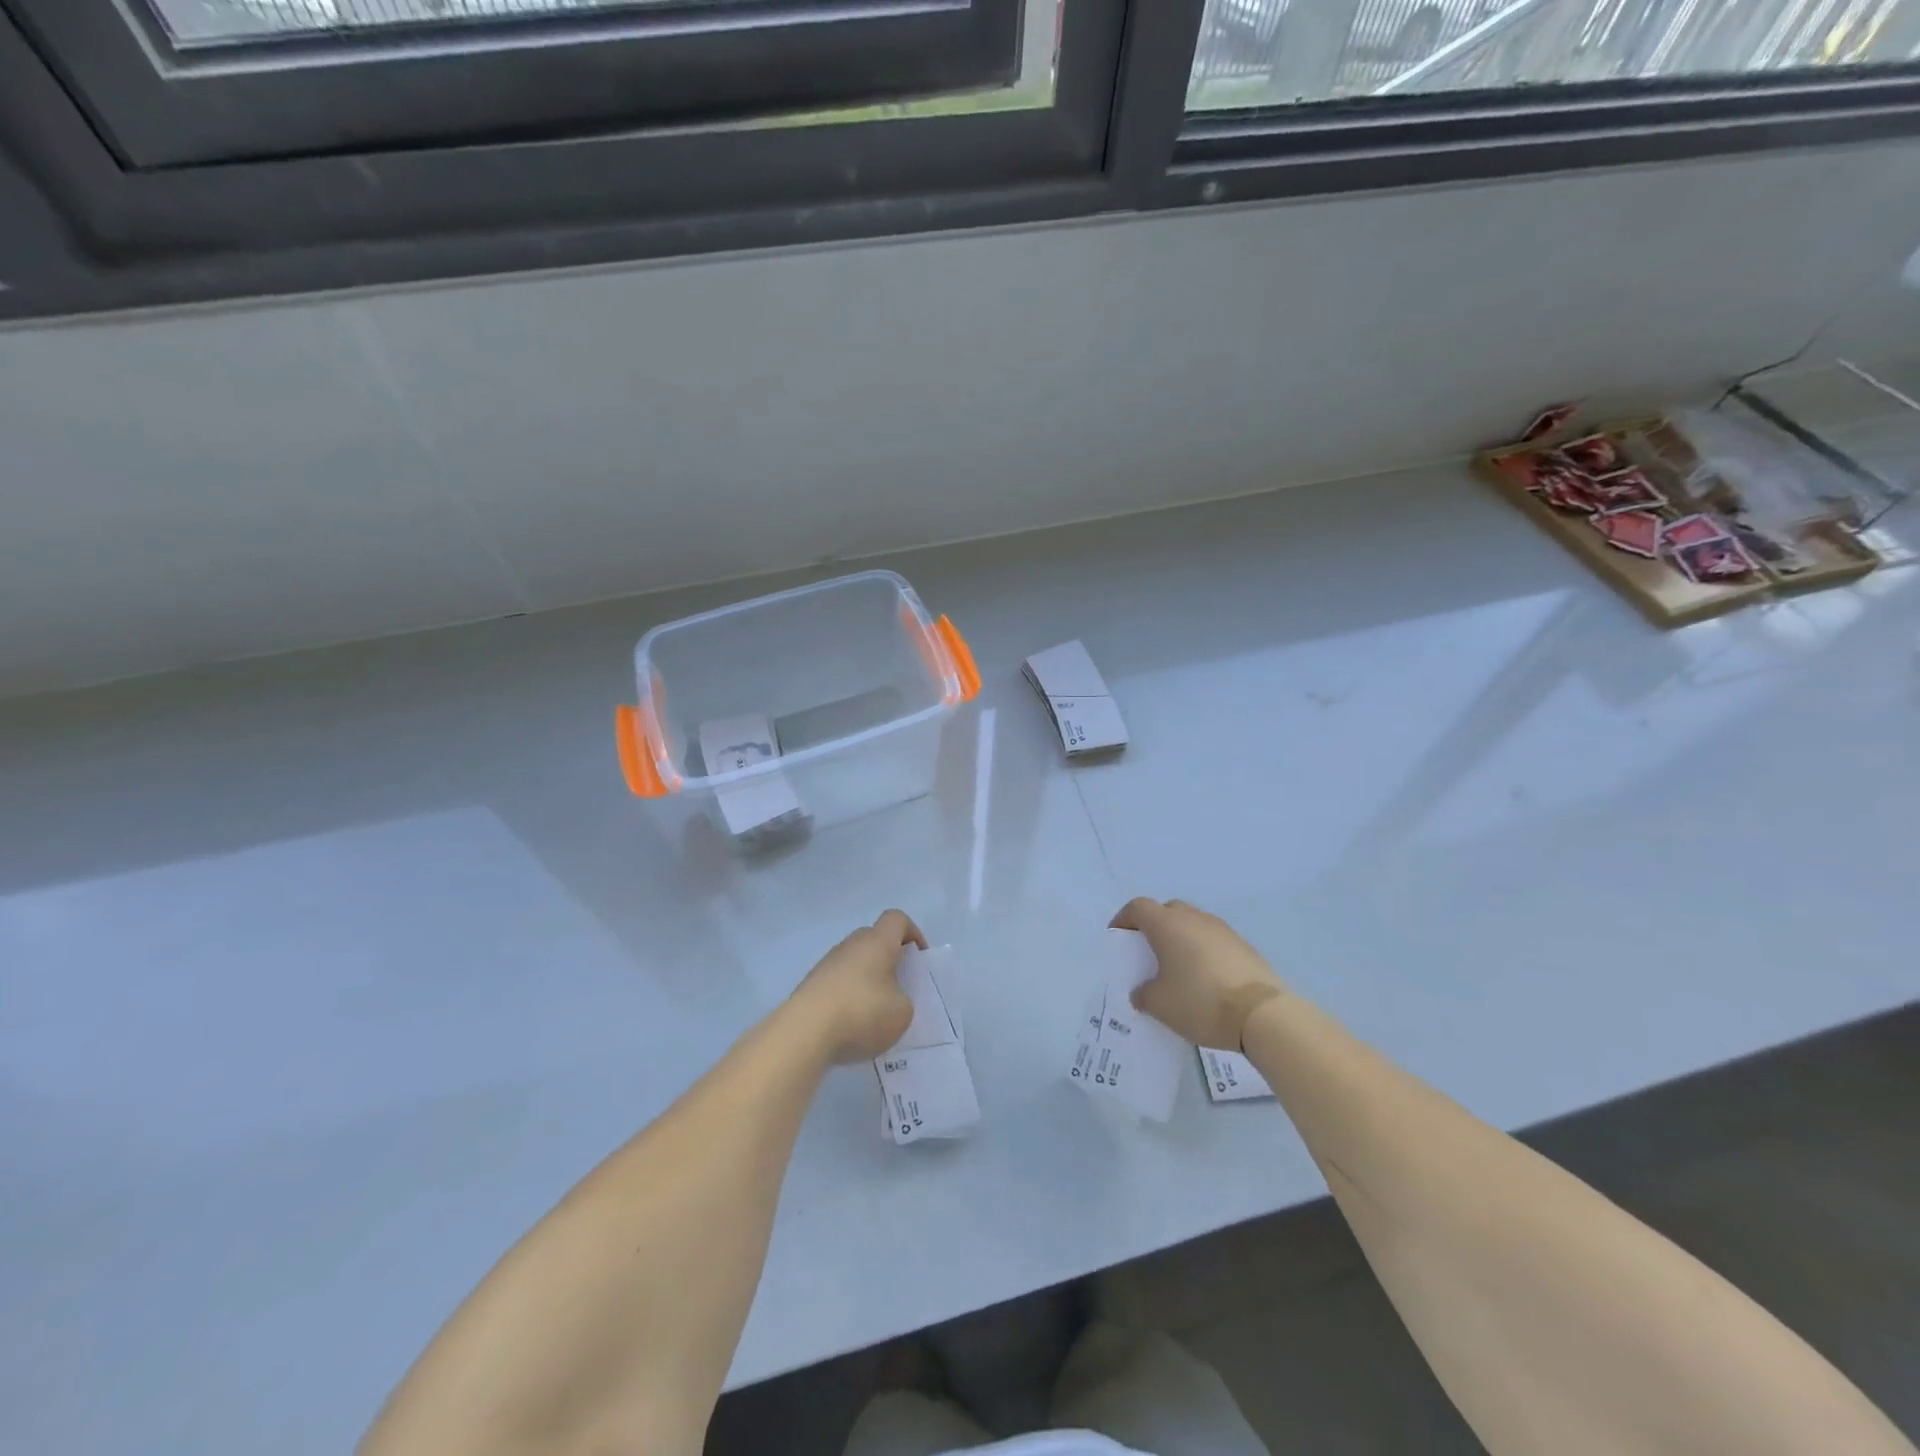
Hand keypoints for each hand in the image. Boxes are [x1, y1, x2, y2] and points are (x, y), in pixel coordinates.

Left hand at [791, 910, 925, 1063]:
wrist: (805, 1032)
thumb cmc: (862, 1013)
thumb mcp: (902, 1013)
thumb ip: (903, 1001)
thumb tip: (890, 1000)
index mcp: (877, 942)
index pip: (897, 919)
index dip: (912, 933)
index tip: (918, 958)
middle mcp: (851, 945)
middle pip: (873, 939)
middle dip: (888, 959)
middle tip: (899, 986)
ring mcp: (826, 964)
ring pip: (853, 962)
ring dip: (866, 980)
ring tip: (874, 1013)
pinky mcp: (810, 985)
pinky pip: (836, 983)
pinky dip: (847, 997)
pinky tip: (850, 1025)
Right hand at [1110, 898, 1286, 1049]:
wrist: (1262, 1014)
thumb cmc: (1200, 1001)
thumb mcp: (1160, 1005)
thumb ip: (1144, 994)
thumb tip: (1143, 992)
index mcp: (1167, 925)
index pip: (1138, 907)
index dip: (1124, 919)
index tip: (1118, 938)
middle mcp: (1194, 918)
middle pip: (1167, 910)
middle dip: (1154, 926)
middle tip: (1149, 952)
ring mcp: (1222, 930)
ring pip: (1193, 924)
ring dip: (1181, 938)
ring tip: (1178, 967)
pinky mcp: (1243, 946)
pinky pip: (1213, 940)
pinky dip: (1203, 951)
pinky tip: (1205, 978)